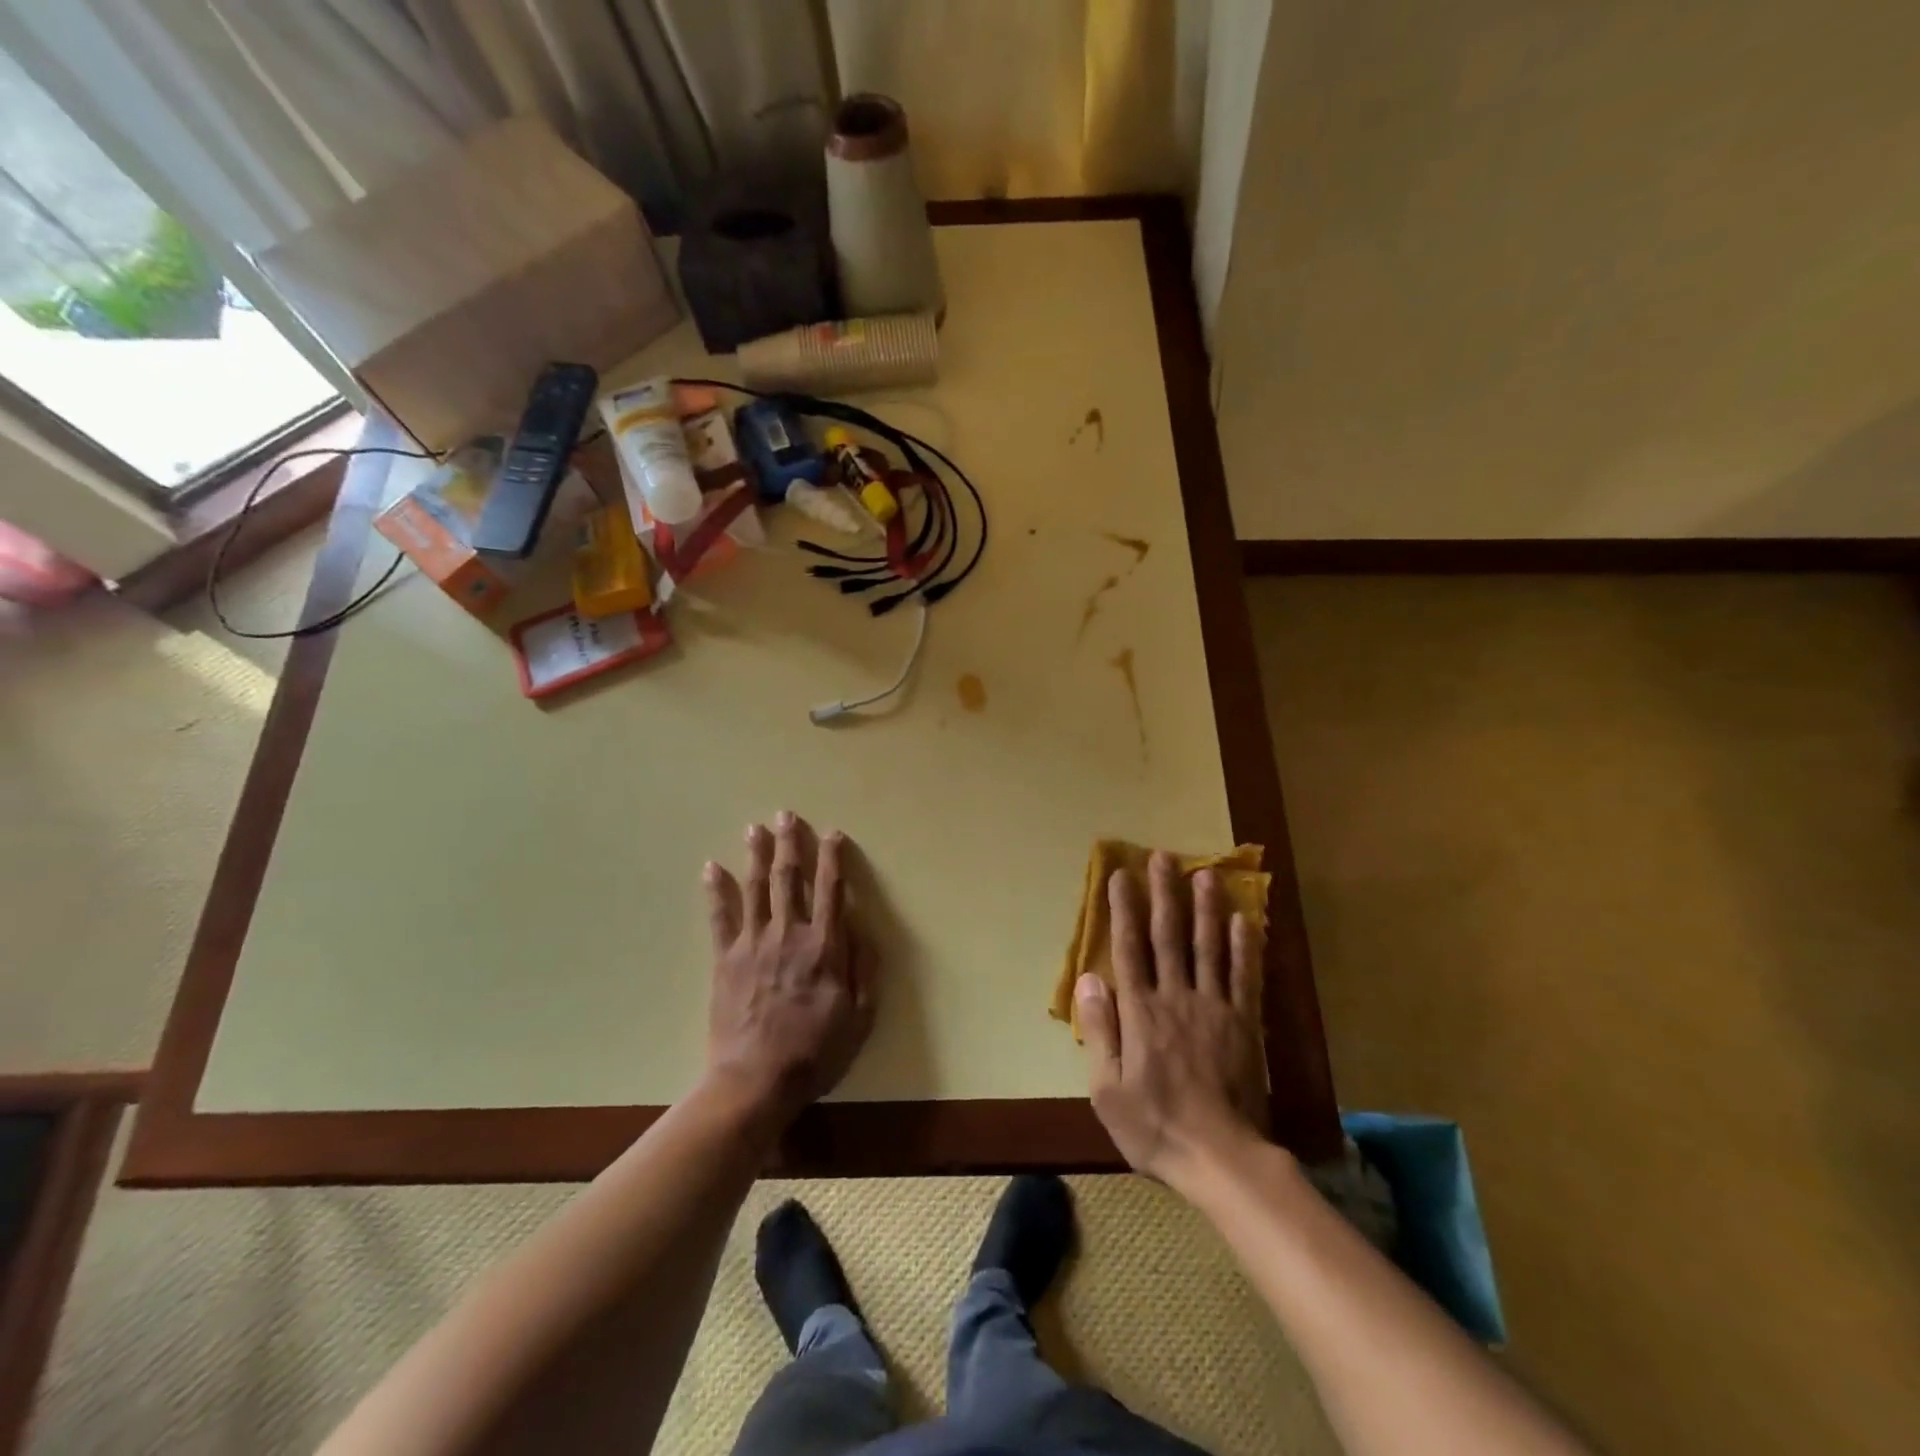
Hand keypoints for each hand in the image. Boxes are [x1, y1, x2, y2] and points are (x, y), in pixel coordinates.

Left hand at [703, 812, 875, 1123]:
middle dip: (790, 844)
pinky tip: (712, 867)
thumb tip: (860, 926)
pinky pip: (720, 916)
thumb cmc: (815, 1052)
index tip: (833, 834)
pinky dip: (716, 890)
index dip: (833, 859)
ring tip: (755, 828)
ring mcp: (753, 944)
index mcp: (824, 946)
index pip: (831, 890)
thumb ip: (864, 968)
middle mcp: (788, 934)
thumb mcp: (860, 1017)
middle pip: (789, 879)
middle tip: (786, 815)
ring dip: (756, 854)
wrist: (754, 1080)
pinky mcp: (725, 959)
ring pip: (756, 888)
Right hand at [1078, 852, 1269, 1190]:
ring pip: (1209, 947)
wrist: (1219, 1157)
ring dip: (1206, 908)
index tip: (1122, 875)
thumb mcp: (1107, 1087)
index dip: (1123, 909)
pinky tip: (1245, 921)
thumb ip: (1100, 1029)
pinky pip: (1245, 978)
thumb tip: (1088, 979)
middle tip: (1164, 857)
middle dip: (1165, 894)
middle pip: (1169, 936)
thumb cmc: (1154, 1126)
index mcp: (1140, 1011)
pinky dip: (1245, 948)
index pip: (1128, 948)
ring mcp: (1213, 1008)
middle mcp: (1176, 997)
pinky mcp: (1243, 1024)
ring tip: (1205, 874)